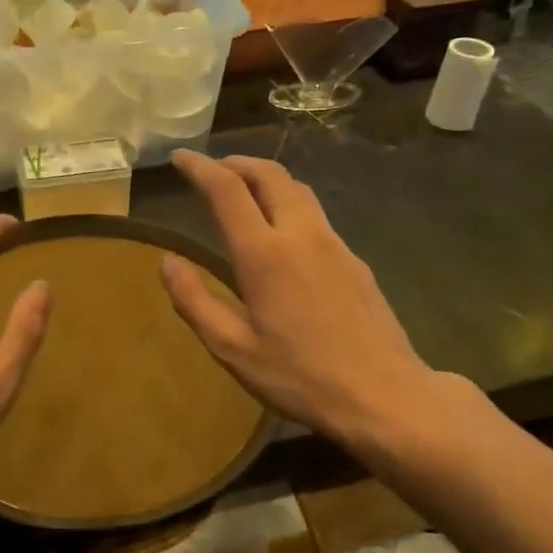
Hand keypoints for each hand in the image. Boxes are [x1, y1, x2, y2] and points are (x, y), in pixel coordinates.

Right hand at [161, 151, 444, 455]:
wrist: (383, 394)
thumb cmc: (300, 376)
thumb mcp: (233, 349)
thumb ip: (195, 301)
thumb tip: (168, 263)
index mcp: (264, 254)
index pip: (227, 189)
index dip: (200, 167)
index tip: (180, 158)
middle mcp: (301, 235)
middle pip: (270, 174)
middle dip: (237, 162)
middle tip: (213, 169)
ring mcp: (335, 244)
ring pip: (299, 190)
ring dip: (267, 179)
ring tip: (245, 193)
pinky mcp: (355, 261)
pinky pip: (316, 215)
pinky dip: (289, 205)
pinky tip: (283, 235)